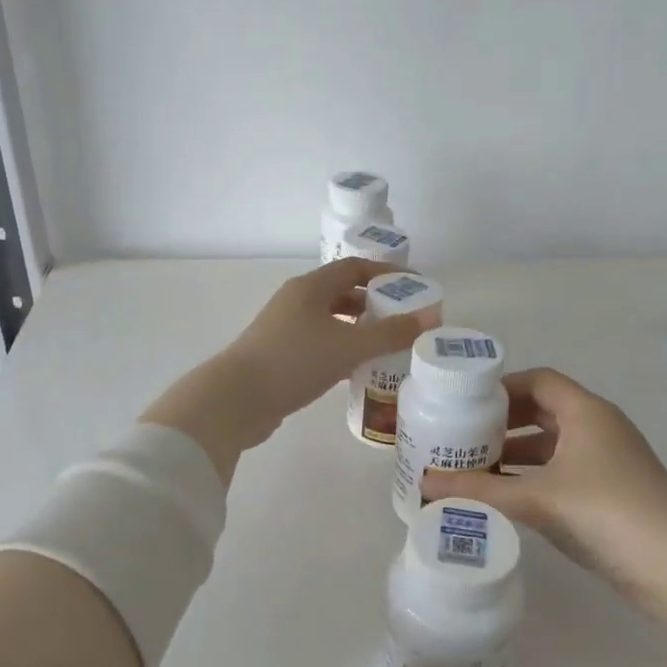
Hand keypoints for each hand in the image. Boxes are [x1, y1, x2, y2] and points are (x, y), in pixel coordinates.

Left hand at [142, 259, 436, 481]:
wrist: (237, 399)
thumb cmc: (294, 362)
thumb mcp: (348, 346)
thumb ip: (390, 333)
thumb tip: (429, 318)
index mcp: (310, 287)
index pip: (354, 268)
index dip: (386, 274)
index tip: (415, 287)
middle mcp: (296, 301)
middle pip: (342, 293)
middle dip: (375, 303)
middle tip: (404, 320)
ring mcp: (285, 329)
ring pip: (330, 320)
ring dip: (358, 329)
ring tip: (387, 345)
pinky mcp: (280, 355)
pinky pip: (320, 343)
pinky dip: (342, 349)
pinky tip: (357, 368)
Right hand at [419, 368, 666, 607]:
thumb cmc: (607, 512)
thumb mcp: (537, 498)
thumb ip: (479, 489)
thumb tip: (424, 484)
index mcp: (587, 412)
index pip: (539, 380)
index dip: (502, 387)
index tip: (465, 403)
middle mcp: (599, 428)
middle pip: (545, 410)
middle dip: (504, 422)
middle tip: (462, 436)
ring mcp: (609, 462)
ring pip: (554, 445)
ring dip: (517, 453)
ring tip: (475, 467)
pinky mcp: (612, 493)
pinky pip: (564, 472)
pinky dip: (535, 477)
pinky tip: (508, 497)